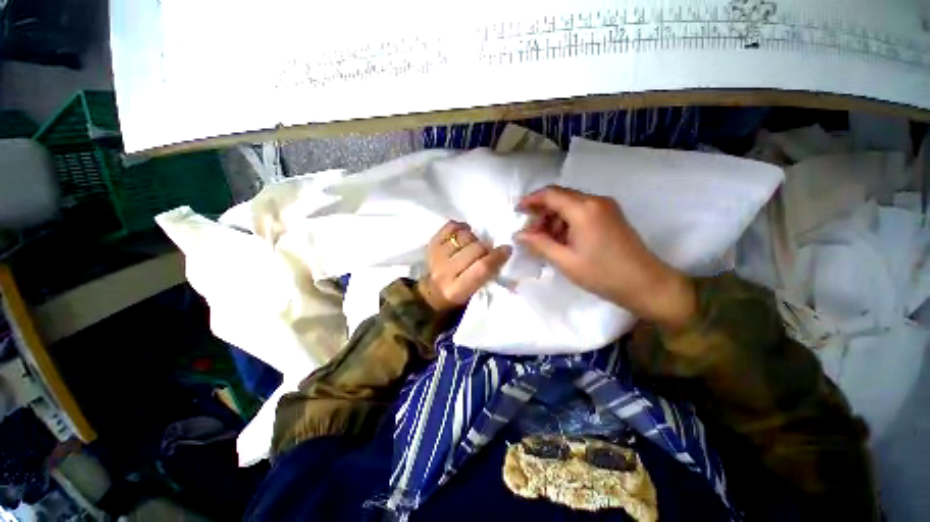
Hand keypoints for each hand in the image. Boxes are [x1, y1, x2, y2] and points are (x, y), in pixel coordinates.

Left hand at [419, 221, 511, 312]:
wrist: (432, 293)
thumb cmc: (458, 296)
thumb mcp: (474, 294)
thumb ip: (487, 276)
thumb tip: (503, 252)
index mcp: (458, 290)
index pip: (482, 268)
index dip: (497, 256)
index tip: (507, 249)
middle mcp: (445, 272)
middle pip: (474, 249)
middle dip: (486, 247)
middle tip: (488, 250)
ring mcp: (436, 257)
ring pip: (463, 236)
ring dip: (474, 238)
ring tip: (474, 245)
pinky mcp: (431, 244)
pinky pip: (450, 227)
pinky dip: (461, 227)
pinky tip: (464, 233)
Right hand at [515, 186, 695, 329]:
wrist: (646, 285)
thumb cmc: (603, 274)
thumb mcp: (565, 261)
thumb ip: (539, 244)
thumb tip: (518, 235)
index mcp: (584, 209)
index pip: (550, 194)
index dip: (530, 200)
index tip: (517, 212)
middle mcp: (595, 201)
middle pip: (560, 197)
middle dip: (541, 213)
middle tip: (530, 234)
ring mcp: (605, 207)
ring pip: (570, 205)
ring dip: (553, 219)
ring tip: (545, 241)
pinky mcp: (610, 216)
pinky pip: (581, 212)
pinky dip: (566, 223)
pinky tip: (561, 241)